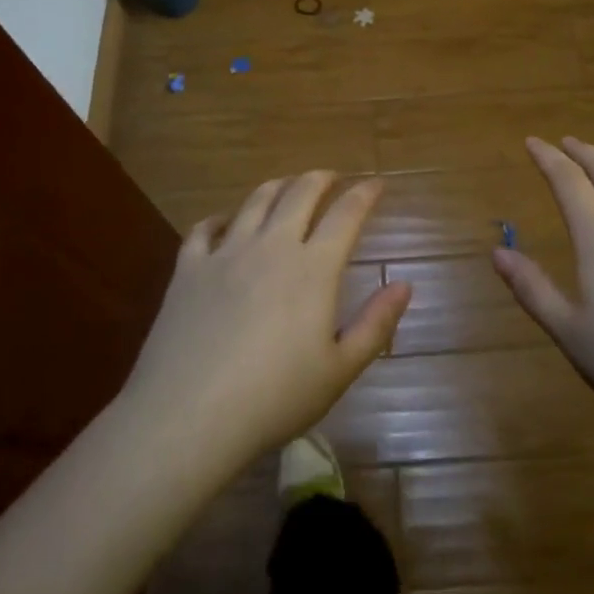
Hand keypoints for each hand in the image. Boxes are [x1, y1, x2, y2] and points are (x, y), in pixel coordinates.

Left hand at [118, 173, 411, 475]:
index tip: (377, 183)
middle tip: (333, 177)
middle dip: (321, 178)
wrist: (189, 416)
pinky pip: (204, 228)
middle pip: (300, 193)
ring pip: (256, 201)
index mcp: (313, 269)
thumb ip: (376, 324)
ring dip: (278, 186)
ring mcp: (226, 253)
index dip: (365, 194)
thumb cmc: (274, 399)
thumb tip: (405, 284)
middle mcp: (272, 247)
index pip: (346, 214)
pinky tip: (224, 222)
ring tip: (288, 186)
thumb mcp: (339, 370)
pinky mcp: (189, 268)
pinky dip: (220, 218)